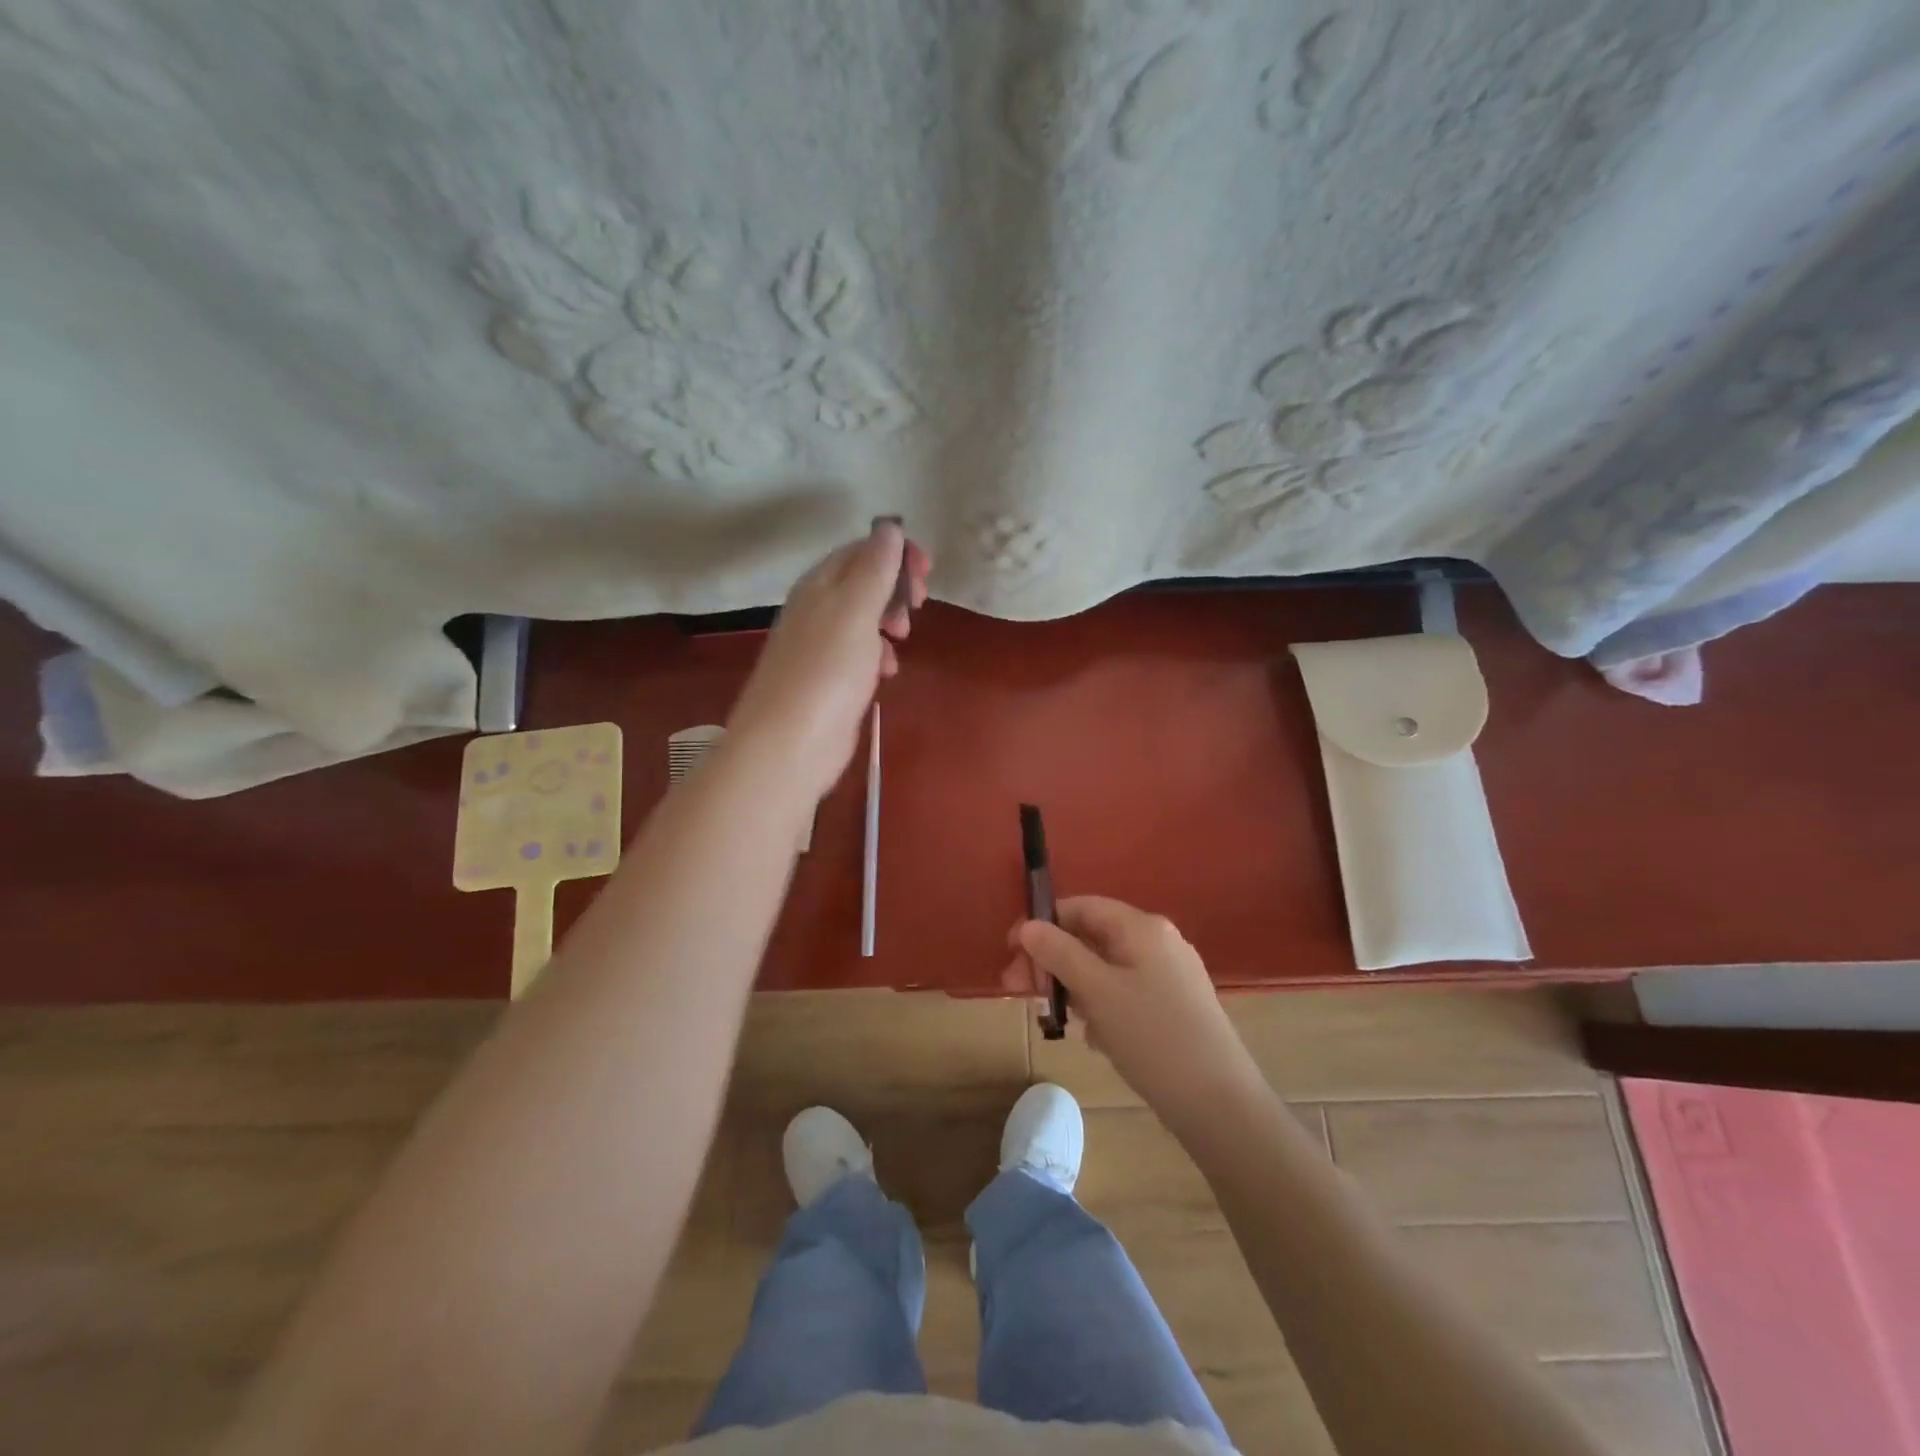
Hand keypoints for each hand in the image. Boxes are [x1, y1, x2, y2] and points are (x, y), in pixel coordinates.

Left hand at [727, 520, 931, 801]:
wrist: (789, 745)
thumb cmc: (826, 671)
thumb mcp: (855, 610)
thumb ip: (874, 568)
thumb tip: (889, 527)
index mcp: (818, 586)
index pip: (859, 550)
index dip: (896, 552)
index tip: (928, 571)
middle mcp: (815, 611)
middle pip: (861, 583)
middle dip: (895, 589)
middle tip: (919, 606)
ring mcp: (819, 648)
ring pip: (862, 620)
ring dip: (888, 622)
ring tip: (902, 639)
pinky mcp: (827, 682)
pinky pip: (858, 655)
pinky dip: (877, 656)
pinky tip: (886, 673)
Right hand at [1003, 897, 1262, 1121]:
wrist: (1219, 1104)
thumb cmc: (1152, 1037)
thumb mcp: (1097, 992)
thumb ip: (1059, 954)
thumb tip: (1028, 926)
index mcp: (1142, 927)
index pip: (1081, 907)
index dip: (1042, 924)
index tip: (1011, 952)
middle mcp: (1158, 941)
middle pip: (1091, 938)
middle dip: (1052, 962)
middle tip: (1020, 991)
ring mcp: (1169, 974)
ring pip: (1105, 968)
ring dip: (1074, 987)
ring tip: (1056, 1020)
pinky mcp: (1174, 1006)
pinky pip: (1124, 993)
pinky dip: (1101, 1006)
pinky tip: (1094, 1038)